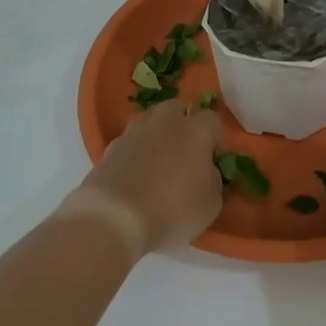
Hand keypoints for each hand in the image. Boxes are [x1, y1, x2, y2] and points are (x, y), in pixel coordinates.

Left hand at [72, 103, 223, 254]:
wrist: (115, 217)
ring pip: (150, 122)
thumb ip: (214, 180)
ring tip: (156, 163)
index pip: (212, 120)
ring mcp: (134, 131)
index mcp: (196, 130)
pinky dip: (133, 152)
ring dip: (155, 135)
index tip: (212, 160)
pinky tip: (133, 175)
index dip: (214, 139)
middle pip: (177, 109)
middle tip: (184, 153)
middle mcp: (165, 121)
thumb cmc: (172, 210)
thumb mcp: (210, 204)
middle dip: (182, 124)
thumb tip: (207, 171)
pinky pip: (129, 142)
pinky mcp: (110, 147)